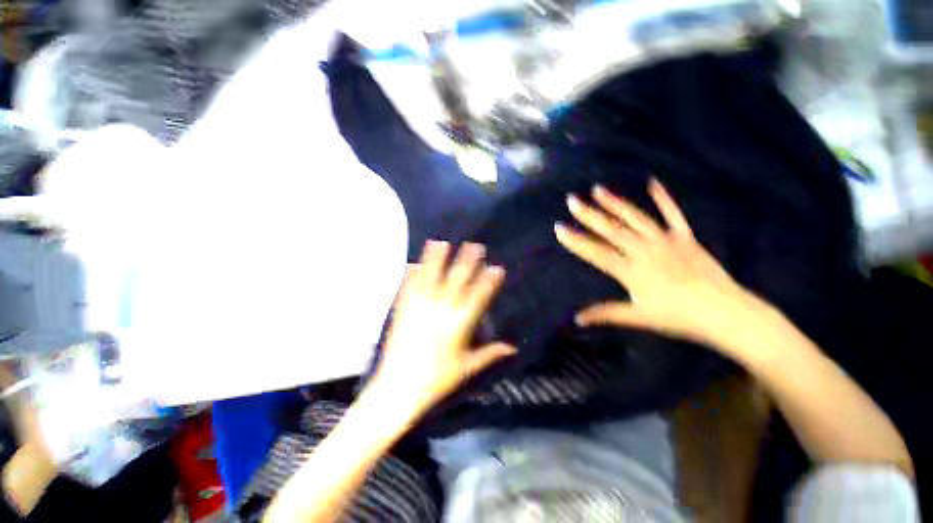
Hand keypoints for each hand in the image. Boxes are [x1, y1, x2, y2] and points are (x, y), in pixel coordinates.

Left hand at [370, 241, 515, 418]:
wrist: (398, 388)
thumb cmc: (437, 380)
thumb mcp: (467, 368)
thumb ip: (490, 354)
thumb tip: (513, 347)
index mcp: (459, 324)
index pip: (478, 297)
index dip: (489, 281)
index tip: (496, 267)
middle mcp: (440, 310)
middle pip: (457, 281)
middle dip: (467, 261)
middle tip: (474, 245)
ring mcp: (419, 308)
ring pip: (431, 277)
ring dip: (436, 259)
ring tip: (441, 242)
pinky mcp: (403, 311)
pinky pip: (408, 288)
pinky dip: (411, 274)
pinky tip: (413, 262)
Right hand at [555, 179, 768, 357]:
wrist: (725, 312)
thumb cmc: (678, 317)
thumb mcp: (638, 317)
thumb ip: (605, 314)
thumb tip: (577, 318)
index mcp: (630, 270)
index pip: (595, 252)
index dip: (575, 241)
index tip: (559, 228)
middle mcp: (643, 250)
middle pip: (611, 230)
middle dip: (588, 215)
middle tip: (572, 201)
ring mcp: (665, 240)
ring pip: (634, 218)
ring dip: (615, 203)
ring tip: (598, 189)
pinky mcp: (684, 237)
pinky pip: (672, 214)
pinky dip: (663, 199)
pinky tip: (652, 183)